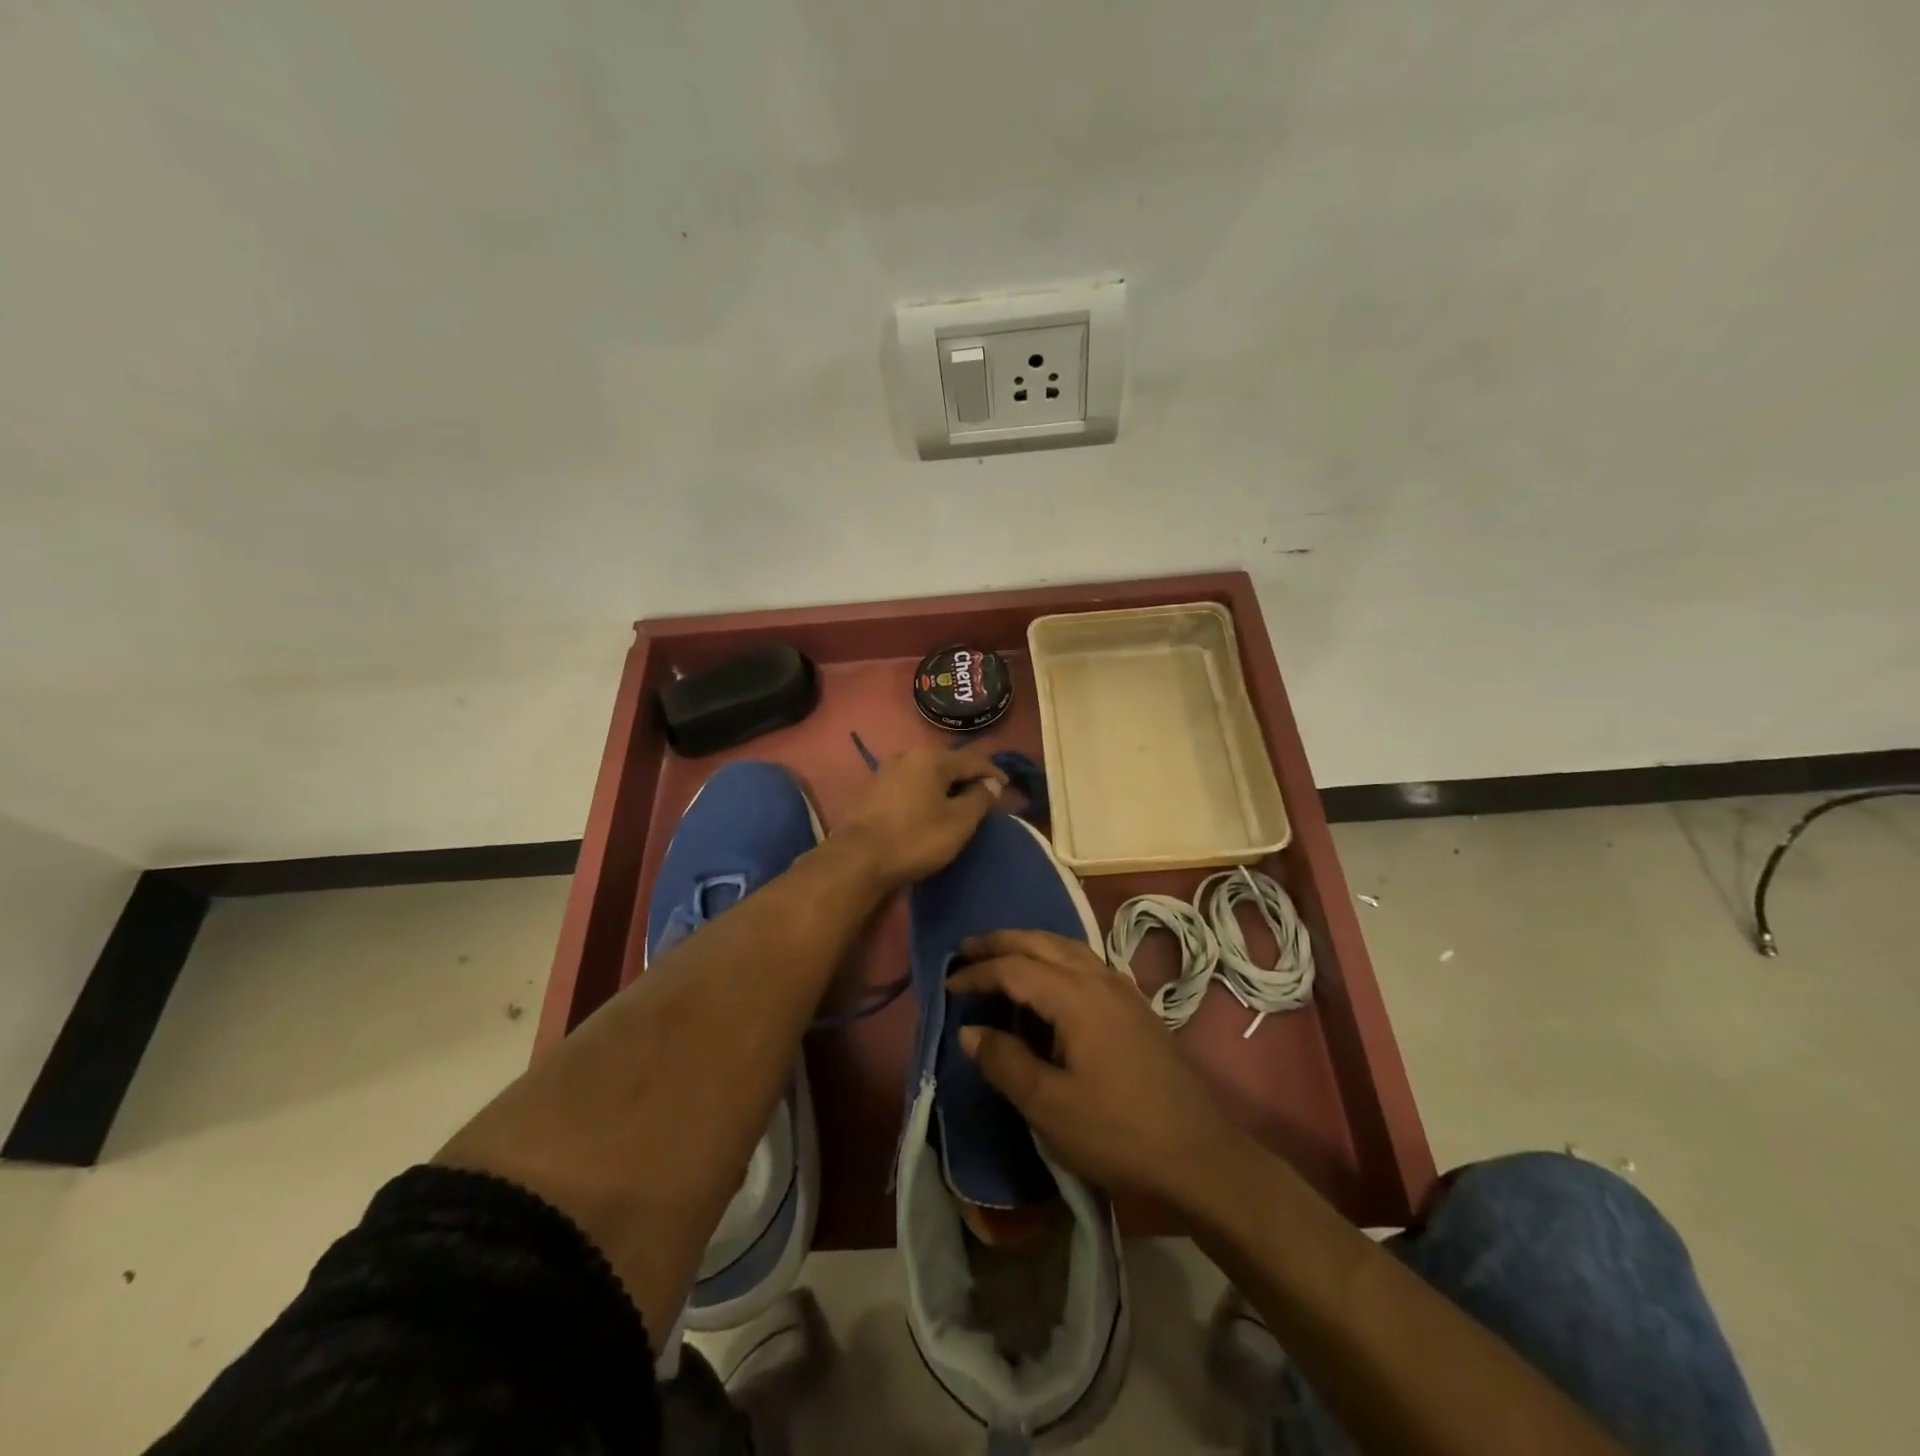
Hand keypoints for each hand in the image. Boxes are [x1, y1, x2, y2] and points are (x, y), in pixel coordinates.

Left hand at [833, 745, 1007, 887]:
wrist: (857, 859)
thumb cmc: (915, 838)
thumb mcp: (958, 822)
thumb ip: (979, 799)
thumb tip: (990, 784)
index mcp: (931, 759)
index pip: (972, 760)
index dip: (993, 773)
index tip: (1006, 788)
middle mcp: (907, 756)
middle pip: (947, 764)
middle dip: (967, 778)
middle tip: (983, 797)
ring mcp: (885, 772)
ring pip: (925, 774)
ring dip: (944, 787)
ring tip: (957, 804)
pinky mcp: (871, 791)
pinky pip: (908, 786)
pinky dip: (924, 794)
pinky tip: (928, 810)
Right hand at [948, 930, 1247, 1206]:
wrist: (1199, 1156)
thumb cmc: (1118, 1132)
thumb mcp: (1049, 1106)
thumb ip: (1005, 1062)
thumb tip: (971, 1031)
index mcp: (1076, 997)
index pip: (1015, 968)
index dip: (978, 973)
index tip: (948, 984)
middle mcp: (1099, 979)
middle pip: (1042, 942)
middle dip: (1001, 941)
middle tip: (966, 948)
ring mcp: (1122, 990)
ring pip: (1067, 946)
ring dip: (1030, 944)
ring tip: (1001, 955)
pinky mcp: (1135, 1006)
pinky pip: (1085, 962)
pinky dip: (1055, 957)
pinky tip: (1049, 979)